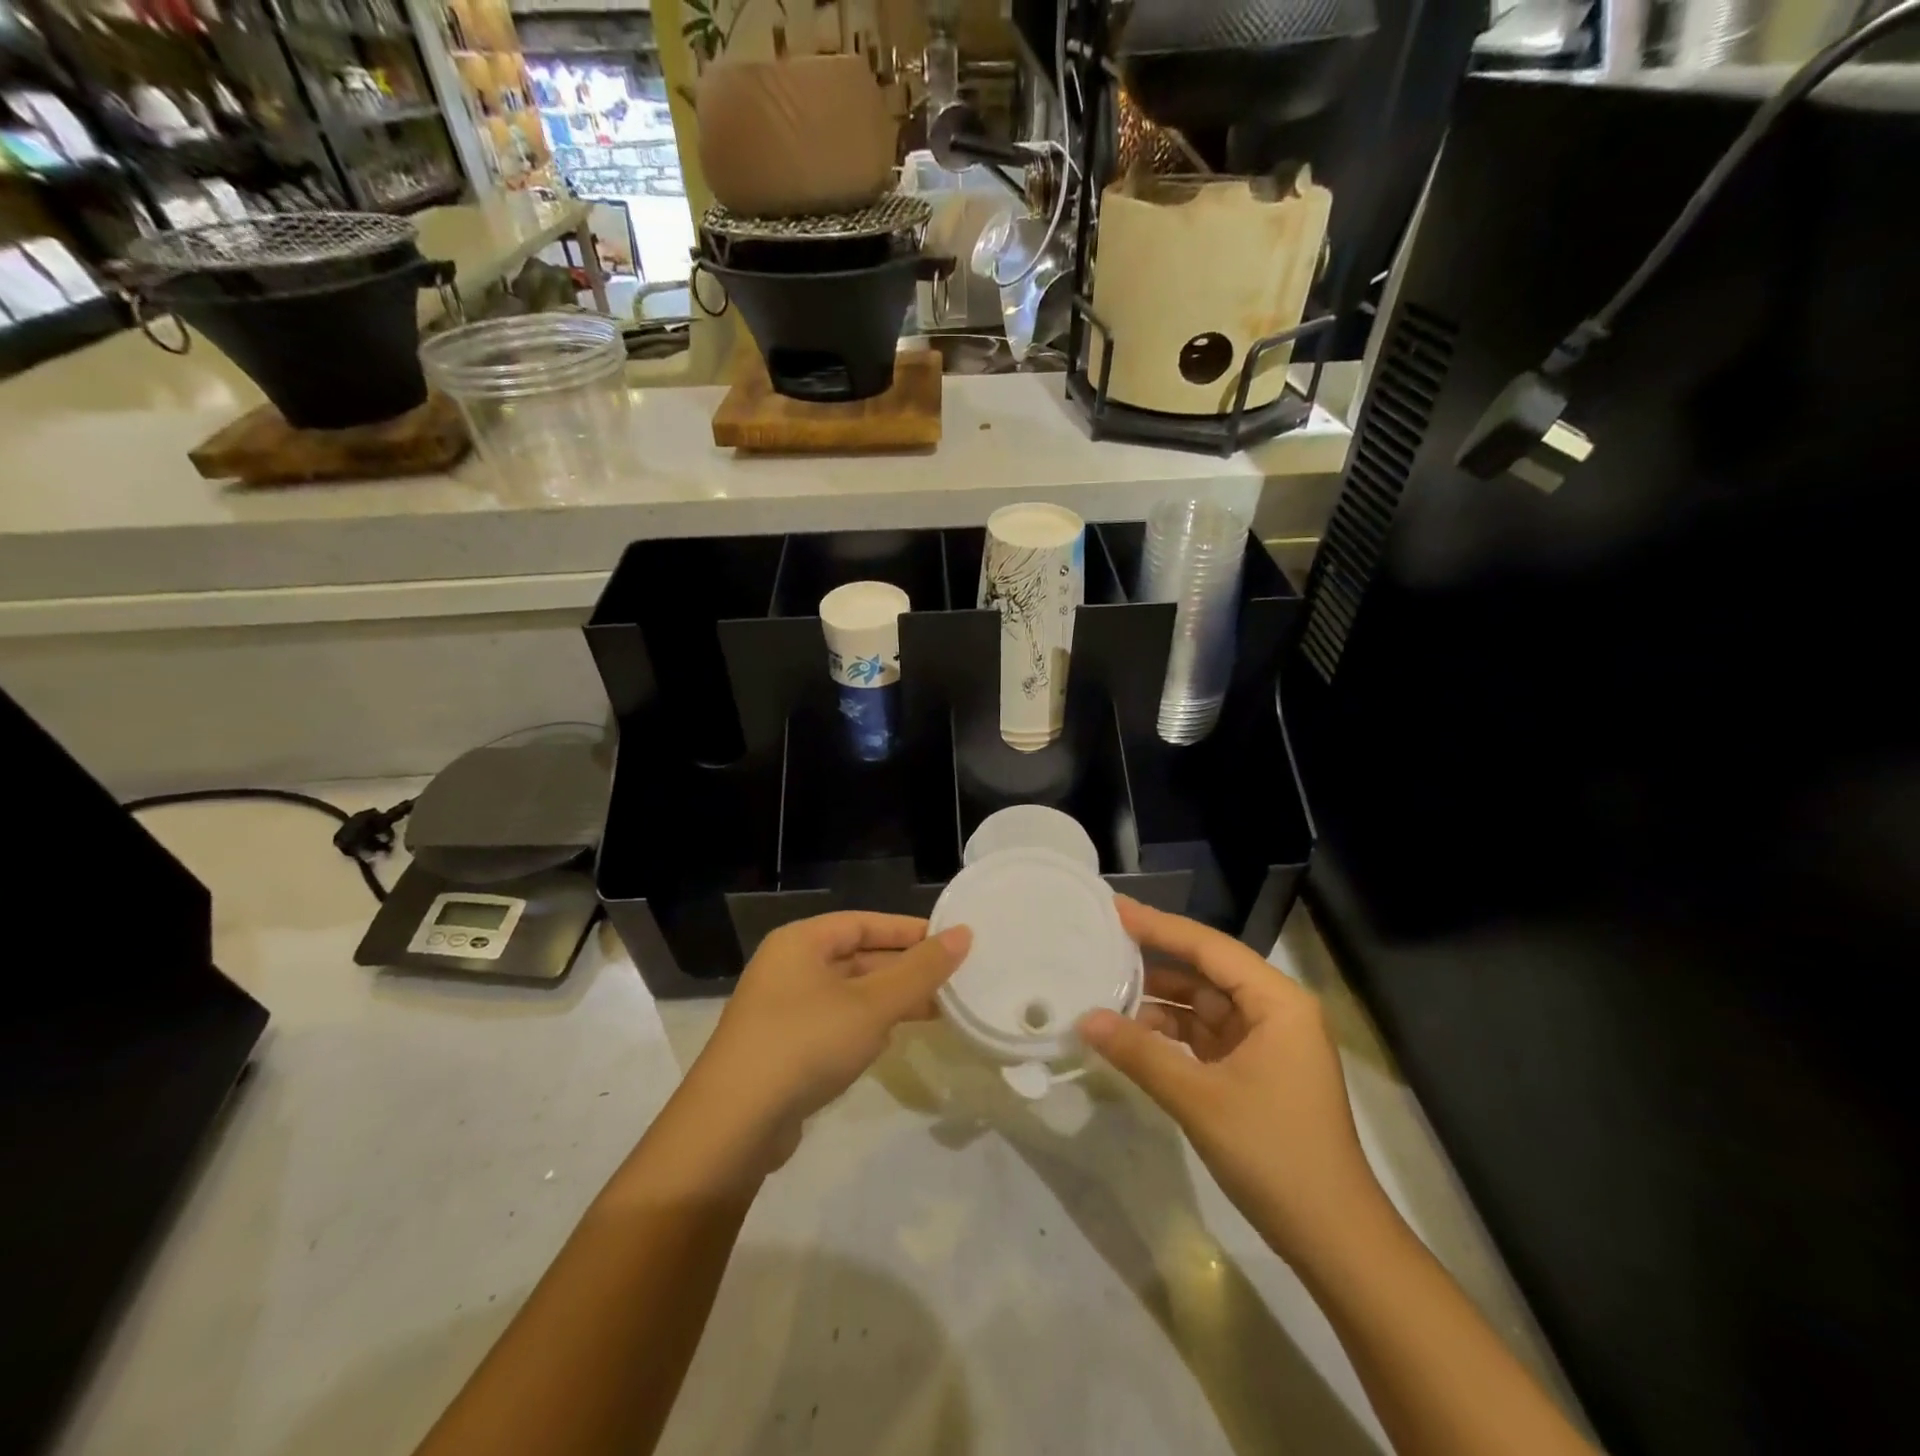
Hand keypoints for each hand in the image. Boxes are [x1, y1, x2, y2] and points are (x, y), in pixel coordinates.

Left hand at [686, 913, 970, 1166]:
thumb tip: (964, 934)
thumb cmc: (806, 1043)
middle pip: (856, 956)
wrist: (733, 1126)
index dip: (908, 930)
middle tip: (952, 981)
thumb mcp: (873, 1004)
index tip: (951, 941)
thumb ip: (921, 970)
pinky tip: (893, 1040)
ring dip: (889, 1000)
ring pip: (848, 993)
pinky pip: (835, 1022)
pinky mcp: (782, 1048)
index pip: (864, 922)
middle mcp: (788, 967)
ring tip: (937, 1011)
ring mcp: (782, 1009)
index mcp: (801, 942)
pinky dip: (866, 1025)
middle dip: (903, 970)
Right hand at [1079, 898, 1385, 1266]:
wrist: (1333, 1239)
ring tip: (1105, 990)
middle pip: (1206, 971)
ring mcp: (1266, 1043)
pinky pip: (1205, 1036)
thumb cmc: (1274, 1154)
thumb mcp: (1200, 1099)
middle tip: (1102, 945)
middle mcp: (1275, 1011)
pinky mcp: (1255, 1071)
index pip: (1208, 948)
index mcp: (1277, 1002)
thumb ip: (1140, 1053)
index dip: (1159, 926)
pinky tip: (1132, 1033)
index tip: (1113, 909)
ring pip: (1203, 1005)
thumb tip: (1085, 1019)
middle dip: (1155, 962)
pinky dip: (1170, 1034)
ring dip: (1159, 1002)